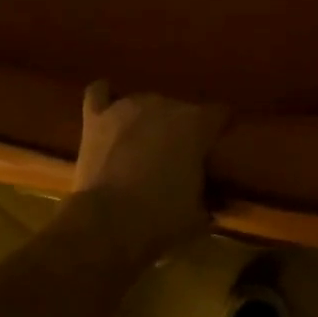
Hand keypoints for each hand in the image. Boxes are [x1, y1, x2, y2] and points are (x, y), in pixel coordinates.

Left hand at [71, 82, 227, 262]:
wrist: (109, 223)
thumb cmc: (162, 218)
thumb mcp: (199, 214)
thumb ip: (208, 198)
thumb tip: (212, 201)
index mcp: (195, 124)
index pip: (219, 114)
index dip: (221, 129)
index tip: (221, 146)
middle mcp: (163, 104)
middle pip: (180, 109)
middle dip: (181, 130)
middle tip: (179, 159)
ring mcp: (126, 107)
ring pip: (144, 102)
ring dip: (148, 120)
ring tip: (145, 145)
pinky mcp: (96, 118)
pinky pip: (99, 93)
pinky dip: (105, 96)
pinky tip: (108, 105)